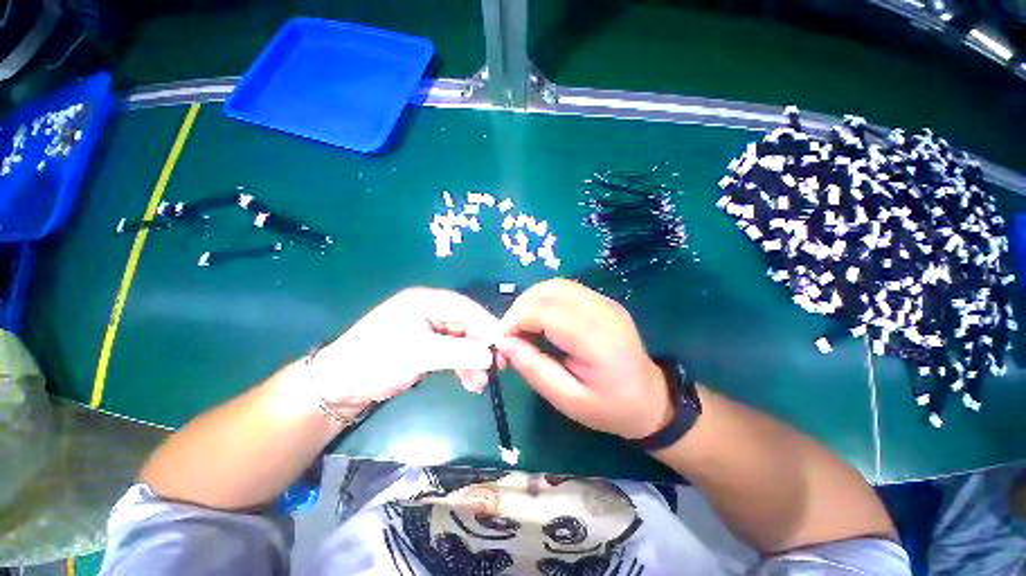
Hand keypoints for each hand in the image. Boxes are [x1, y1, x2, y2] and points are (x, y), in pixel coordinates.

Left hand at [311, 288, 498, 408]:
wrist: (339, 386)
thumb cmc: (375, 362)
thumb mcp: (419, 355)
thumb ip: (458, 352)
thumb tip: (490, 355)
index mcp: (426, 301)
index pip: (466, 308)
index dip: (487, 325)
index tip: (503, 347)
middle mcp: (430, 310)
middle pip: (467, 324)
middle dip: (481, 346)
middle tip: (497, 367)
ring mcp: (429, 328)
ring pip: (462, 339)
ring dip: (473, 360)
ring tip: (479, 384)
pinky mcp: (427, 345)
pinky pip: (453, 351)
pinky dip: (462, 365)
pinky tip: (469, 382)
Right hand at [497, 278, 672, 439]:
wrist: (650, 400)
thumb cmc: (610, 408)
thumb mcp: (568, 399)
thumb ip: (534, 368)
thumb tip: (504, 343)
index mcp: (597, 339)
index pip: (546, 311)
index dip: (516, 320)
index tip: (500, 341)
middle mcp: (602, 311)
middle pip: (549, 291)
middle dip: (519, 308)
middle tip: (509, 336)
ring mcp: (605, 302)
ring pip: (555, 285)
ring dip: (530, 301)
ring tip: (521, 328)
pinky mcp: (602, 301)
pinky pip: (565, 290)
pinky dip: (543, 300)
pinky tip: (539, 320)